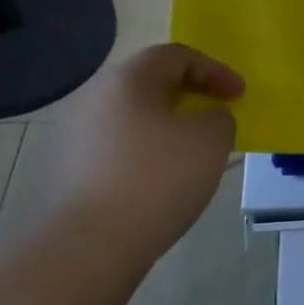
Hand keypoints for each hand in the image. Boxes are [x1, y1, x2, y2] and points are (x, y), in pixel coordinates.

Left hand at [51, 44, 244, 270]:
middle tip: (214, 116)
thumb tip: (205, 119)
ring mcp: (72, 135)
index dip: (215, 70)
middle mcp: (93, 97)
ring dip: (164, 126)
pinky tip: (157, 182)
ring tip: (189, 152)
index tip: (239, 95)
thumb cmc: (155, 180)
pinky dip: (142, 154)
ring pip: (131, 117)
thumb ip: (219, 117)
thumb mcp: (211, 139)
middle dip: (187, 95)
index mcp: (127, 78)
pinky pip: (114, 149)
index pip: (177, 55)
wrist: (85, 249)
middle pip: (149, 83)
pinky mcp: (64, 172)